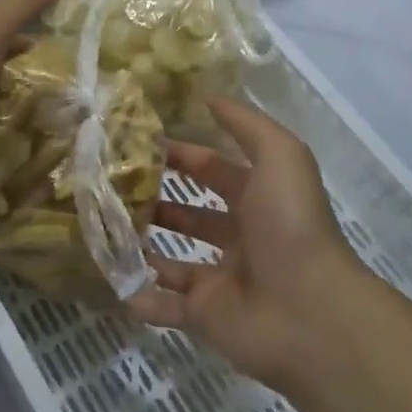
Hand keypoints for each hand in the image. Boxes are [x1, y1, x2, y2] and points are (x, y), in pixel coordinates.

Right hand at [128, 96, 393, 390]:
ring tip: (103, 227)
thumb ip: (244, 124)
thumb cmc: (291, 225)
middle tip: (112, 185)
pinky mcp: (205, 315)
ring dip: (142, 245)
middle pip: (190, 214)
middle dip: (156, 199)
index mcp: (258, 199)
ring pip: (172, 260)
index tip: (138, 143)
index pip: (213, 169)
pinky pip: (166, 307)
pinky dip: (141, 297)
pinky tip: (113, 281)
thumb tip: (206, 96)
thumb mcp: (280, 155)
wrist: (309, 310)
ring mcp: (220, 279)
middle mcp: (239, 237)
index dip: (181, 154)